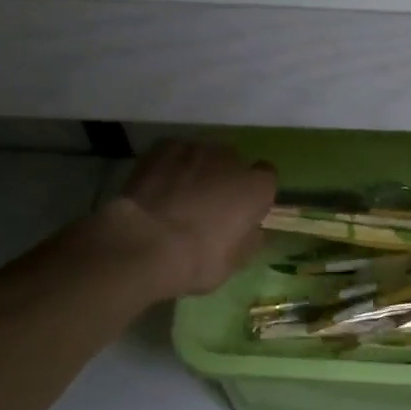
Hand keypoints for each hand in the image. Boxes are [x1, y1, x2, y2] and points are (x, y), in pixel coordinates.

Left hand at [94, 140, 275, 300]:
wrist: (143, 244)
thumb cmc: (198, 259)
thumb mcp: (235, 261)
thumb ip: (249, 238)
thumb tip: (250, 229)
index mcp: (257, 186)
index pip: (267, 176)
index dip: (255, 192)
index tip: (243, 209)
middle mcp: (232, 159)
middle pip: (234, 162)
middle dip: (224, 178)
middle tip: (208, 205)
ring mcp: (195, 149)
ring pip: (202, 156)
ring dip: (197, 170)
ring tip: (178, 195)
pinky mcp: (162, 148)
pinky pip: (173, 154)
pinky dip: (170, 166)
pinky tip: (158, 186)